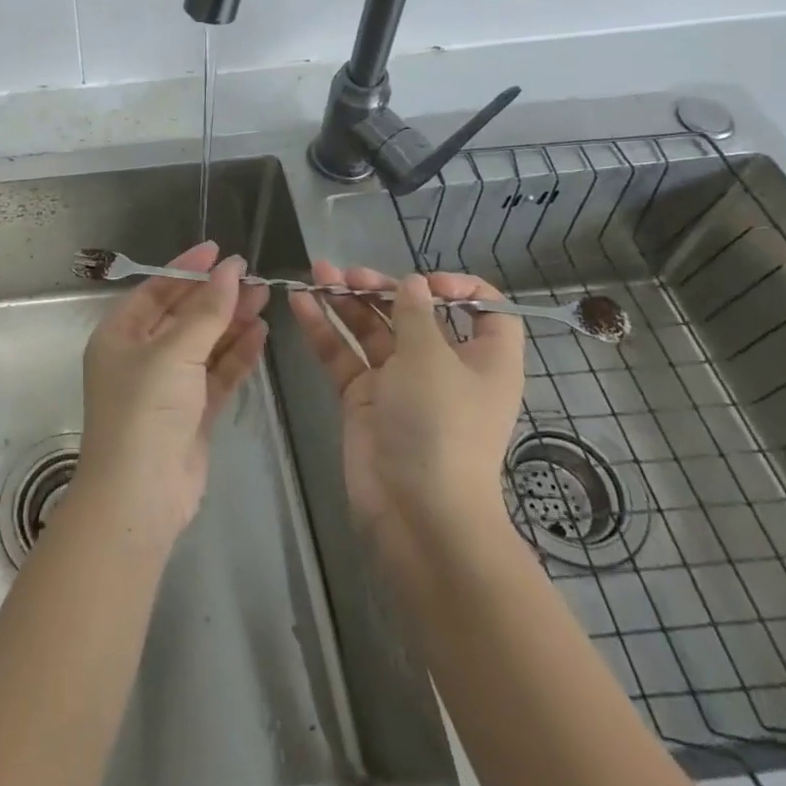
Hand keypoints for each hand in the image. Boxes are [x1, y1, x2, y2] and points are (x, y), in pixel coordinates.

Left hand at [73, 241, 270, 552]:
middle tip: (255, 278)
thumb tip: (231, 269)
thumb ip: (207, 310)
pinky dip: (236, 355)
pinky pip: (215, 374)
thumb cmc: (145, 410)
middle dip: (217, 297)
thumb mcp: (174, 352)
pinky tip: (260, 335)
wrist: (140, 496)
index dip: (187, 268)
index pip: (156, 290)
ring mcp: (167, 386)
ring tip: (265, 299)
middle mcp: (140, 356)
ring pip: (203, 344)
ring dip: (231, 323)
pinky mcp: (191, 413)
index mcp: (119, 335)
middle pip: (183, 316)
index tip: (220, 251)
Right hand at [288, 265, 524, 556]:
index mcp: (482, 358)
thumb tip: (413, 284)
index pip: (484, 311)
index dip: (459, 288)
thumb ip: (415, 313)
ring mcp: (400, 382)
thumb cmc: (440, 425)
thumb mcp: (432, 358)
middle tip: (348, 274)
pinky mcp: (364, 398)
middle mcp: (443, 366)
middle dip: (381, 288)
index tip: (426, 282)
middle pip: (414, 314)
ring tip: (317, 273)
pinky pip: (344, 355)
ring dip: (346, 301)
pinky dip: (324, 329)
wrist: (416, 511)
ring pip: (372, 330)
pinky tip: (301, 303)